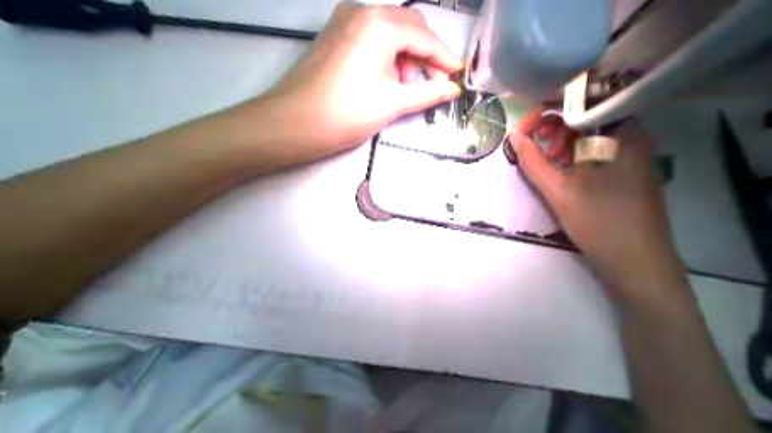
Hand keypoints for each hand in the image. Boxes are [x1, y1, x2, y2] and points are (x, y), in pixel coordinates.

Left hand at [262, 0, 462, 158]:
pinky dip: (386, 55)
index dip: (445, 58)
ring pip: (389, 31)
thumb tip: (453, 89)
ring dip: (405, 55)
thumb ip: (428, 92)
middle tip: (433, 83)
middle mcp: (362, 11)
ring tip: (407, 87)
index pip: (424, 36)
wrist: (293, 123)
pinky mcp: (334, 34)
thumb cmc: (347, 112)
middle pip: (408, 27)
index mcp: (380, 23)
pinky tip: (387, 78)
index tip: (459, 76)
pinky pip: (370, 36)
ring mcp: (344, 20)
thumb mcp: (393, 103)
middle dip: (426, 55)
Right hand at [512, 111, 682, 292]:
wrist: (639, 265)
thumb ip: (533, 161)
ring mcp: (636, 153)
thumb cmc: (599, 223)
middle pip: (585, 117)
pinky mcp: (633, 170)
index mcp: (621, 132)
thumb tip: (513, 135)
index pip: (576, 104)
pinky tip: (568, 175)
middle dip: (554, 131)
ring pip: (591, 136)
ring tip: (552, 167)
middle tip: (540, 154)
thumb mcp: (559, 191)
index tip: (521, 133)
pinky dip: (579, 157)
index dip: (543, 114)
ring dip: (564, 145)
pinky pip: (601, 151)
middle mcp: (634, 135)